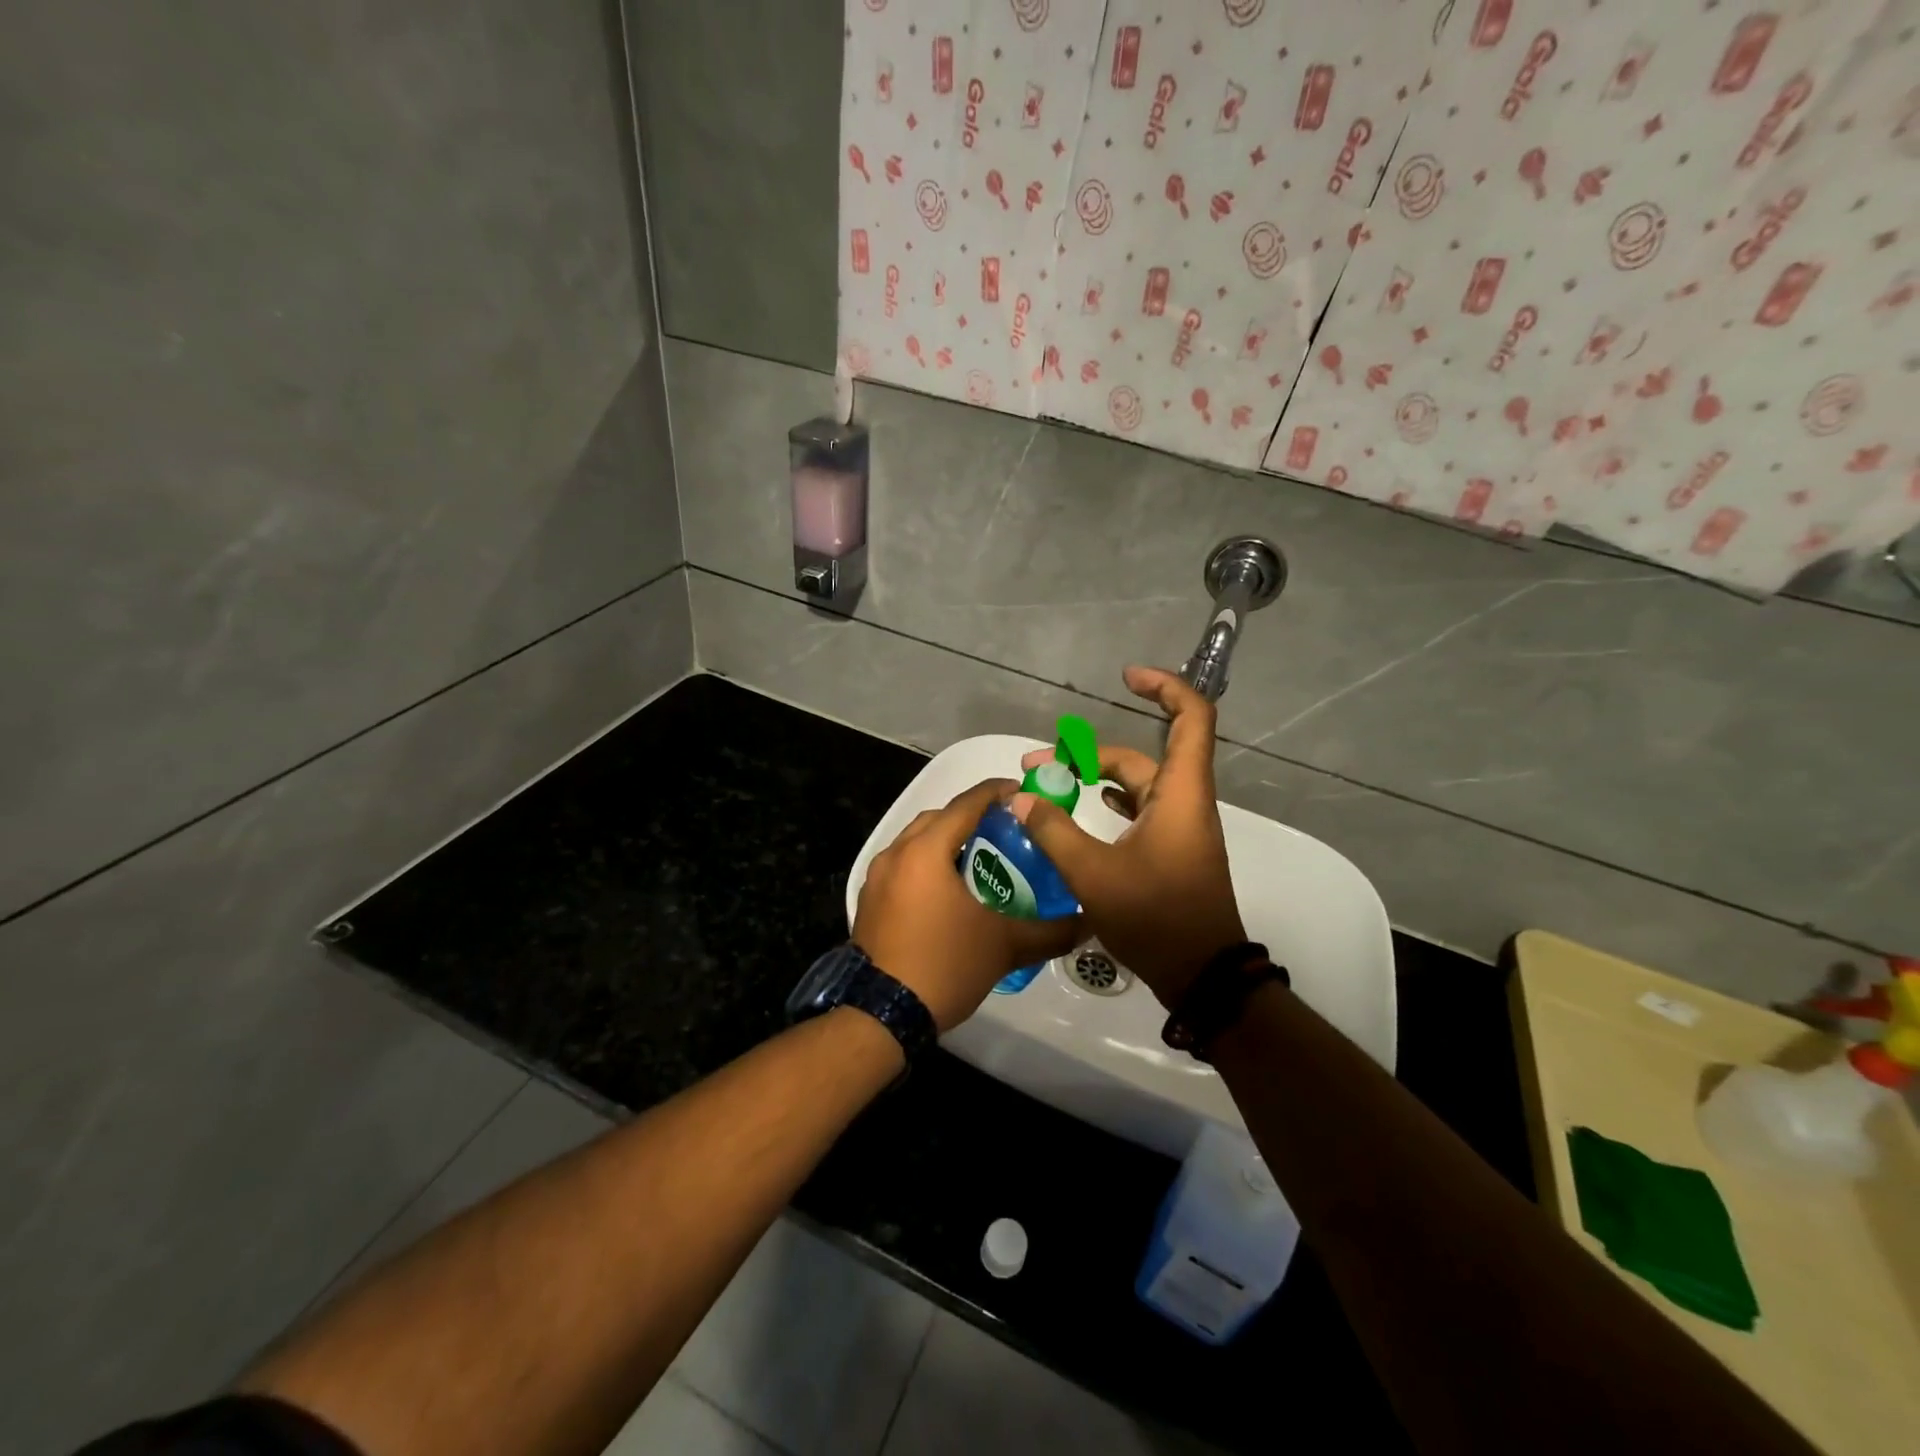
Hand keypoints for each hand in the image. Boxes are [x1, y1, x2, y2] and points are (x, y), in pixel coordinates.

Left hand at [853, 780, 1084, 1030]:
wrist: (882, 1014)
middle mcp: (896, 853)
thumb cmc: (945, 965)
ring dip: (946, 840)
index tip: (1022, 792)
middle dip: (970, 816)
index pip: (966, 805)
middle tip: (1005, 829)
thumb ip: (1051, 931)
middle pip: (938, 818)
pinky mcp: (869, 899)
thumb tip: (1089, 922)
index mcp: (925, 851)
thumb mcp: (1004, 946)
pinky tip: (949, 888)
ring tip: (980, 857)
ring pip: (916, 841)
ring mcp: (877, 877)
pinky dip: (927, 863)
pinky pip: (903, 865)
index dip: (996, 793)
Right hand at [1012, 666, 1244, 1007]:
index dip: (1165, 687)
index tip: (1126, 678)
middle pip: (1138, 757)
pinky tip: (1083, 807)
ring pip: (1135, 784)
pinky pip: (1139, 808)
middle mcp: (1183, 801)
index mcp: (1180, 793)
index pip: (1191, 718)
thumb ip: (1054, 832)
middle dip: (1086, 753)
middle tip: (1036, 766)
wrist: (1202, 975)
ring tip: (1049, 784)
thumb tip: (1021, 797)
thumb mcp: (1094, 875)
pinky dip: (1110, 800)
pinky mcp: (1171, 849)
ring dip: (1095, 777)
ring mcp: (1179, 827)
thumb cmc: (1156, 918)